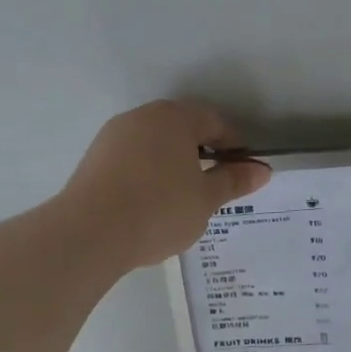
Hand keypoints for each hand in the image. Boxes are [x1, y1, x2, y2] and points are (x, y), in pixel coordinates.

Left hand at [59, 101, 270, 272]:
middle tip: (215, 188)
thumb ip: (234, 180)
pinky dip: (149, 174)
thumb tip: (262, 169)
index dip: (234, 147)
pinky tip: (151, 204)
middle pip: (183, 129)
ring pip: (156, 144)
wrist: (88, 234)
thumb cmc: (159, 209)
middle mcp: (143, 117)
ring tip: (183, 200)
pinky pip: (133, 159)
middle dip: (203, 154)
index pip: (215, 122)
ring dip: (174, 165)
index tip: (242, 174)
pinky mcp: (94, 159)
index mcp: (175, 117)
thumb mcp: (206, 199)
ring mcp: (114, 136)